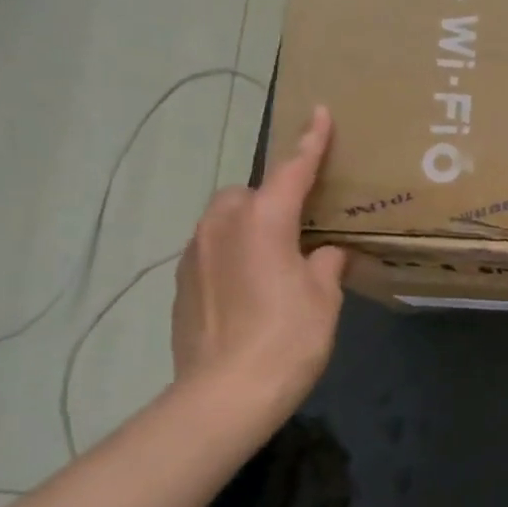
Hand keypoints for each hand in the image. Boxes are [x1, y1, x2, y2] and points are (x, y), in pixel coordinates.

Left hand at [171, 106, 346, 430]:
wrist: (224, 394)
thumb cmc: (287, 339)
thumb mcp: (323, 298)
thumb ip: (326, 263)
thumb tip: (324, 252)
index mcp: (264, 221)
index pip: (292, 170)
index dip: (310, 142)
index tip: (320, 112)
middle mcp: (222, 226)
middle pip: (248, 193)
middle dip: (271, 199)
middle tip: (300, 228)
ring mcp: (194, 253)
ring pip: (225, 221)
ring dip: (250, 227)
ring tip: (275, 261)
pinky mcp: (181, 283)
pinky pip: (212, 250)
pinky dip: (232, 254)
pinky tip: (250, 289)